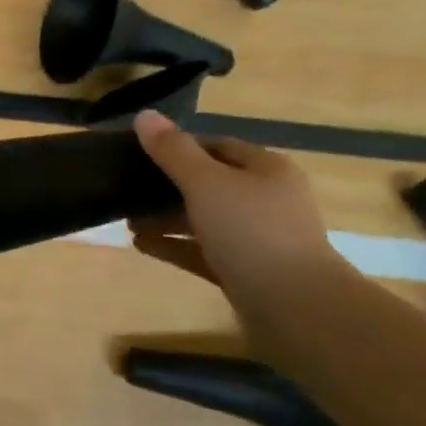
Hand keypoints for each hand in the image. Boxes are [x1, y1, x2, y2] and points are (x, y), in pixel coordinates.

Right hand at [128, 110, 343, 300]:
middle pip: (209, 183)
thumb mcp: (205, 183)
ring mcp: (259, 239)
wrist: (298, 310)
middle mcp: (266, 200)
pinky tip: (141, 244)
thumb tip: (144, 115)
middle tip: (127, 188)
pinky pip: (203, 251)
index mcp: (266, 170)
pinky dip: (174, 245)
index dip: (178, 146)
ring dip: (166, 218)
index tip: (140, 153)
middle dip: (166, 186)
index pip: (217, 146)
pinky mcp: (247, 272)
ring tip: (127, 221)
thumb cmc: (252, 232)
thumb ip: (172, 150)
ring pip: (204, 219)